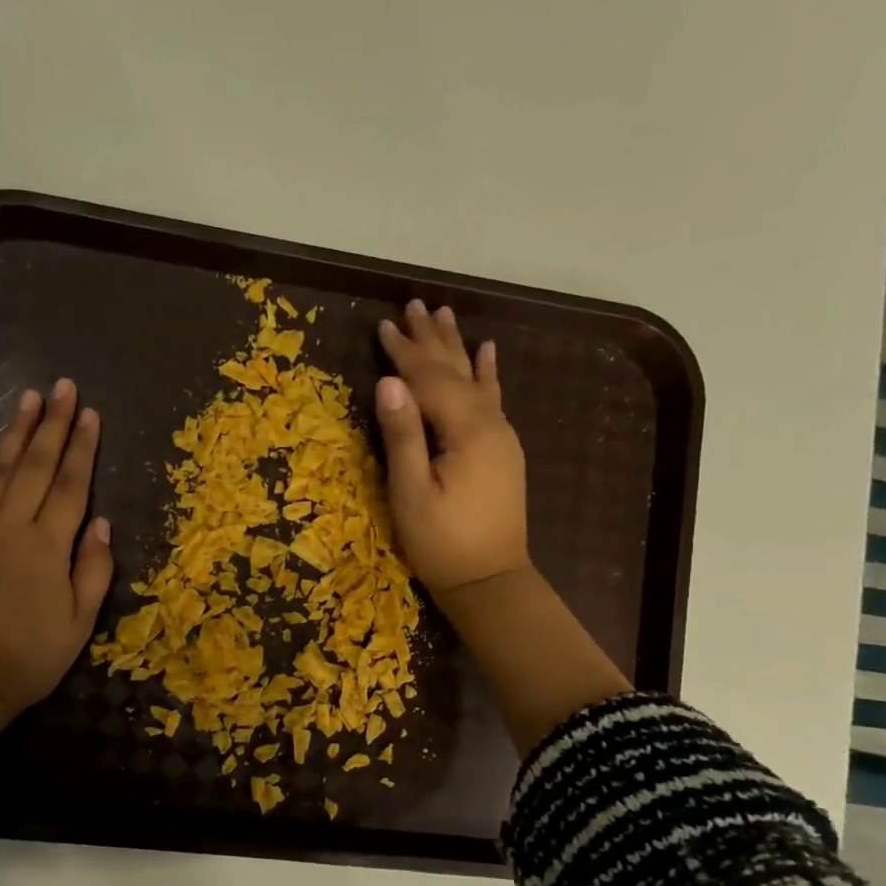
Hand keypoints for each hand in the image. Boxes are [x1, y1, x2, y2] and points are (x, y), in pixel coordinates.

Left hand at [0, 380, 114, 728]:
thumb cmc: (26, 658)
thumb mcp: (78, 625)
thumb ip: (92, 570)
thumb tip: (99, 523)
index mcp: (48, 547)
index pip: (71, 485)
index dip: (82, 448)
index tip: (90, 414)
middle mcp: (12, 526)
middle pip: (37, 465)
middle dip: (53, 424)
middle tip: (63, 386)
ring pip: (0, 468)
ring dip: (16, 430)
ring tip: (29, 396)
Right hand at [373, 302, 629, 752]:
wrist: (490, 581)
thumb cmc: (442, 543)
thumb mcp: (410, 493)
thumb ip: (402, 435)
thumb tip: (388, 382)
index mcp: (466, 431)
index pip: (429, 380)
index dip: (403, 353)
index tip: (382, 325)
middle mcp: (490, 423)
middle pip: (455, 371)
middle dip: (430, 339)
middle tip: (414, 304)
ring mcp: (501, 435)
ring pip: (475, 379)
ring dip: (456, 347)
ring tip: (443, 315)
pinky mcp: (502, 450)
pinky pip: (494, 399)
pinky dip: (488, 372)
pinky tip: (488, 351)